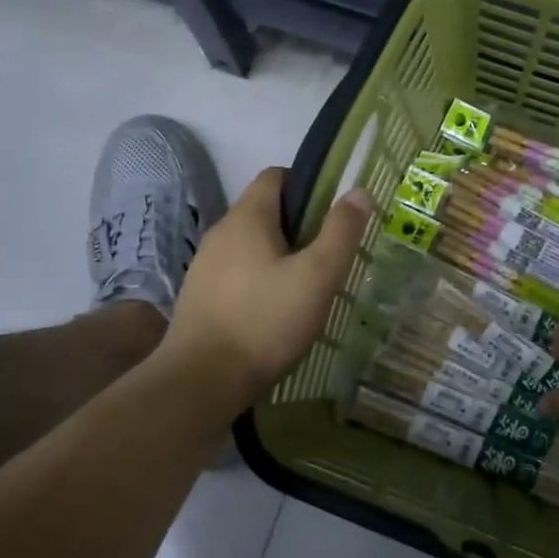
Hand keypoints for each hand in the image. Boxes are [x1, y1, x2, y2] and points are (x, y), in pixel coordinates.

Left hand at [161, 168, 372, 408]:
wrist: (202, 381)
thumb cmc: (265, 321)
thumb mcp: (316, 276)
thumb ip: (340, 232)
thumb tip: (358, 191)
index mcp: (247, 217)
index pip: (275, 176)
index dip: (307, 185)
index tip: (333, 214)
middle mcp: (220, 233)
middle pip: (264, 211)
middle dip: (299, 226)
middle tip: (329, 257)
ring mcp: (205, 266)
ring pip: (250, 246)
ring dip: (279, 257)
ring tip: (307, 288)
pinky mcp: (200, 297)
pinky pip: (237, 274)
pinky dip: (259, 281)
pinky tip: (276, 312)